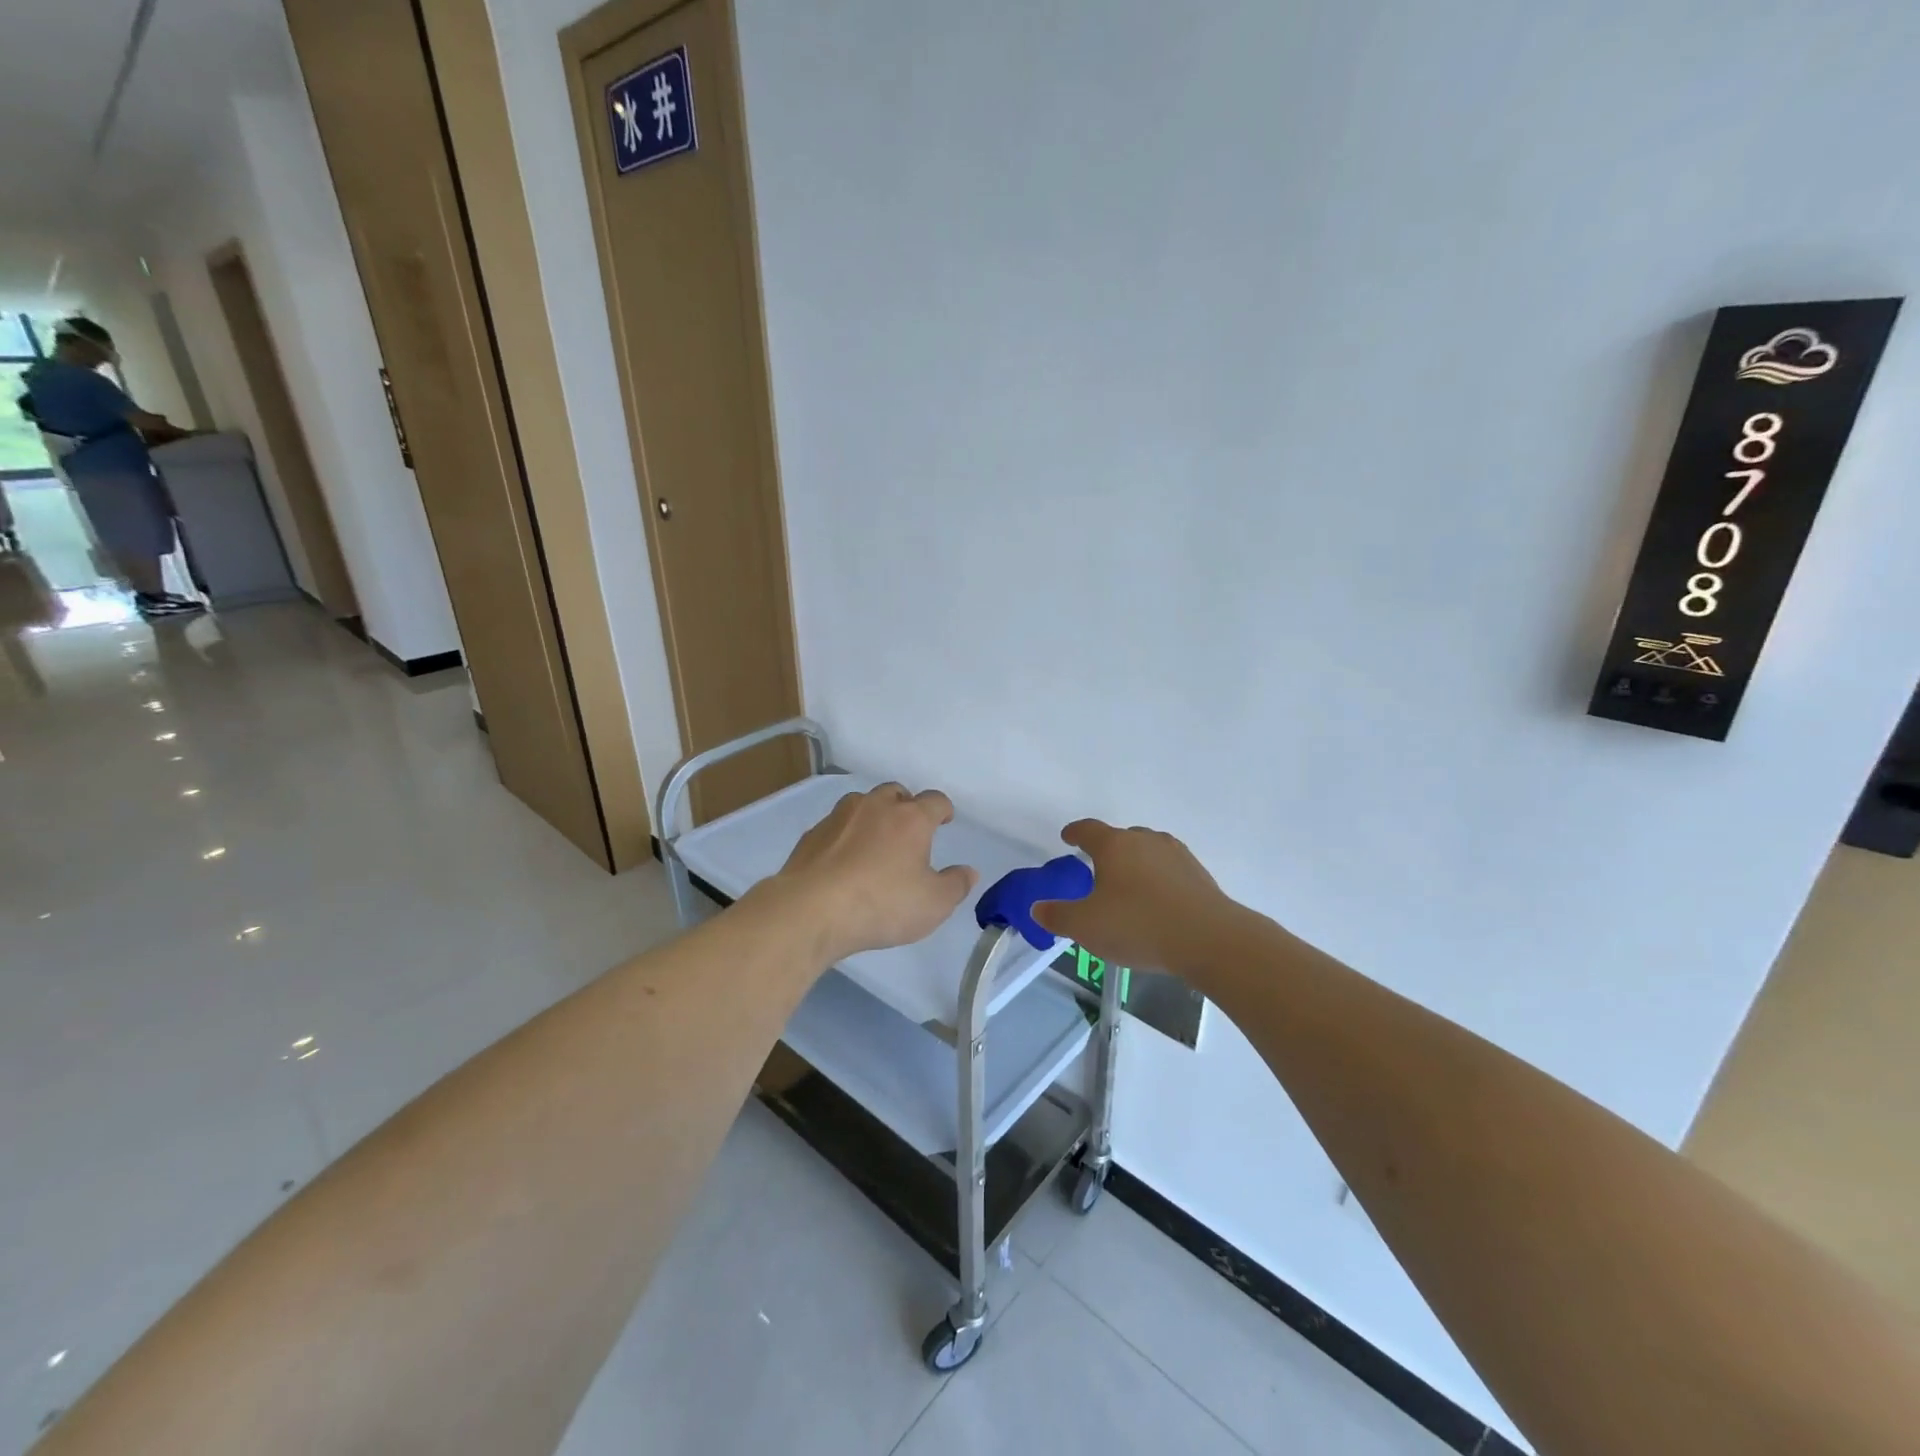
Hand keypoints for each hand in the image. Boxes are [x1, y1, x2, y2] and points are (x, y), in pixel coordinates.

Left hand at [771, 784, 977, 963]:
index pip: (935, 801)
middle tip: (909, 829)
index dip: (943, 809)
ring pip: (862, 803)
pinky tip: (842, 860)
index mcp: (911, 819)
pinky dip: (844, 836)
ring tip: (874, 841)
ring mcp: (839, 817)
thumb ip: (956, 885)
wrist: (811, 910)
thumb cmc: (882, 904)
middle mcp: (875, 807)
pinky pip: (835, 826)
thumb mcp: (933, 904)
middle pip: (896, 793)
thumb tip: (969, 871)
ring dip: (872, 816)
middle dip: (906, 805)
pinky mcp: (812, 835)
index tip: (945, 819)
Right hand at [1032, 820, 1231, 972]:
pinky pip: (1170, 870)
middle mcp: (1145, 841)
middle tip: (1097, 870)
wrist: (1208, 939)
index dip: (1075, 832)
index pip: (1088, 829)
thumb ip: (1057, 916)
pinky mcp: (1199, 875)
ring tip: (1129, 887)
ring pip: (1148, 852)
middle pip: (1121, 837)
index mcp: (1114, 845)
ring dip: (1136, 864)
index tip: (1067, 836)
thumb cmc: (1138, 925)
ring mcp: (1176, 855)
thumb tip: (1037, 908)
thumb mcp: (1086, 926)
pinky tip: (1157, 903)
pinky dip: (1159, 880)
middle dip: (1107, 850)